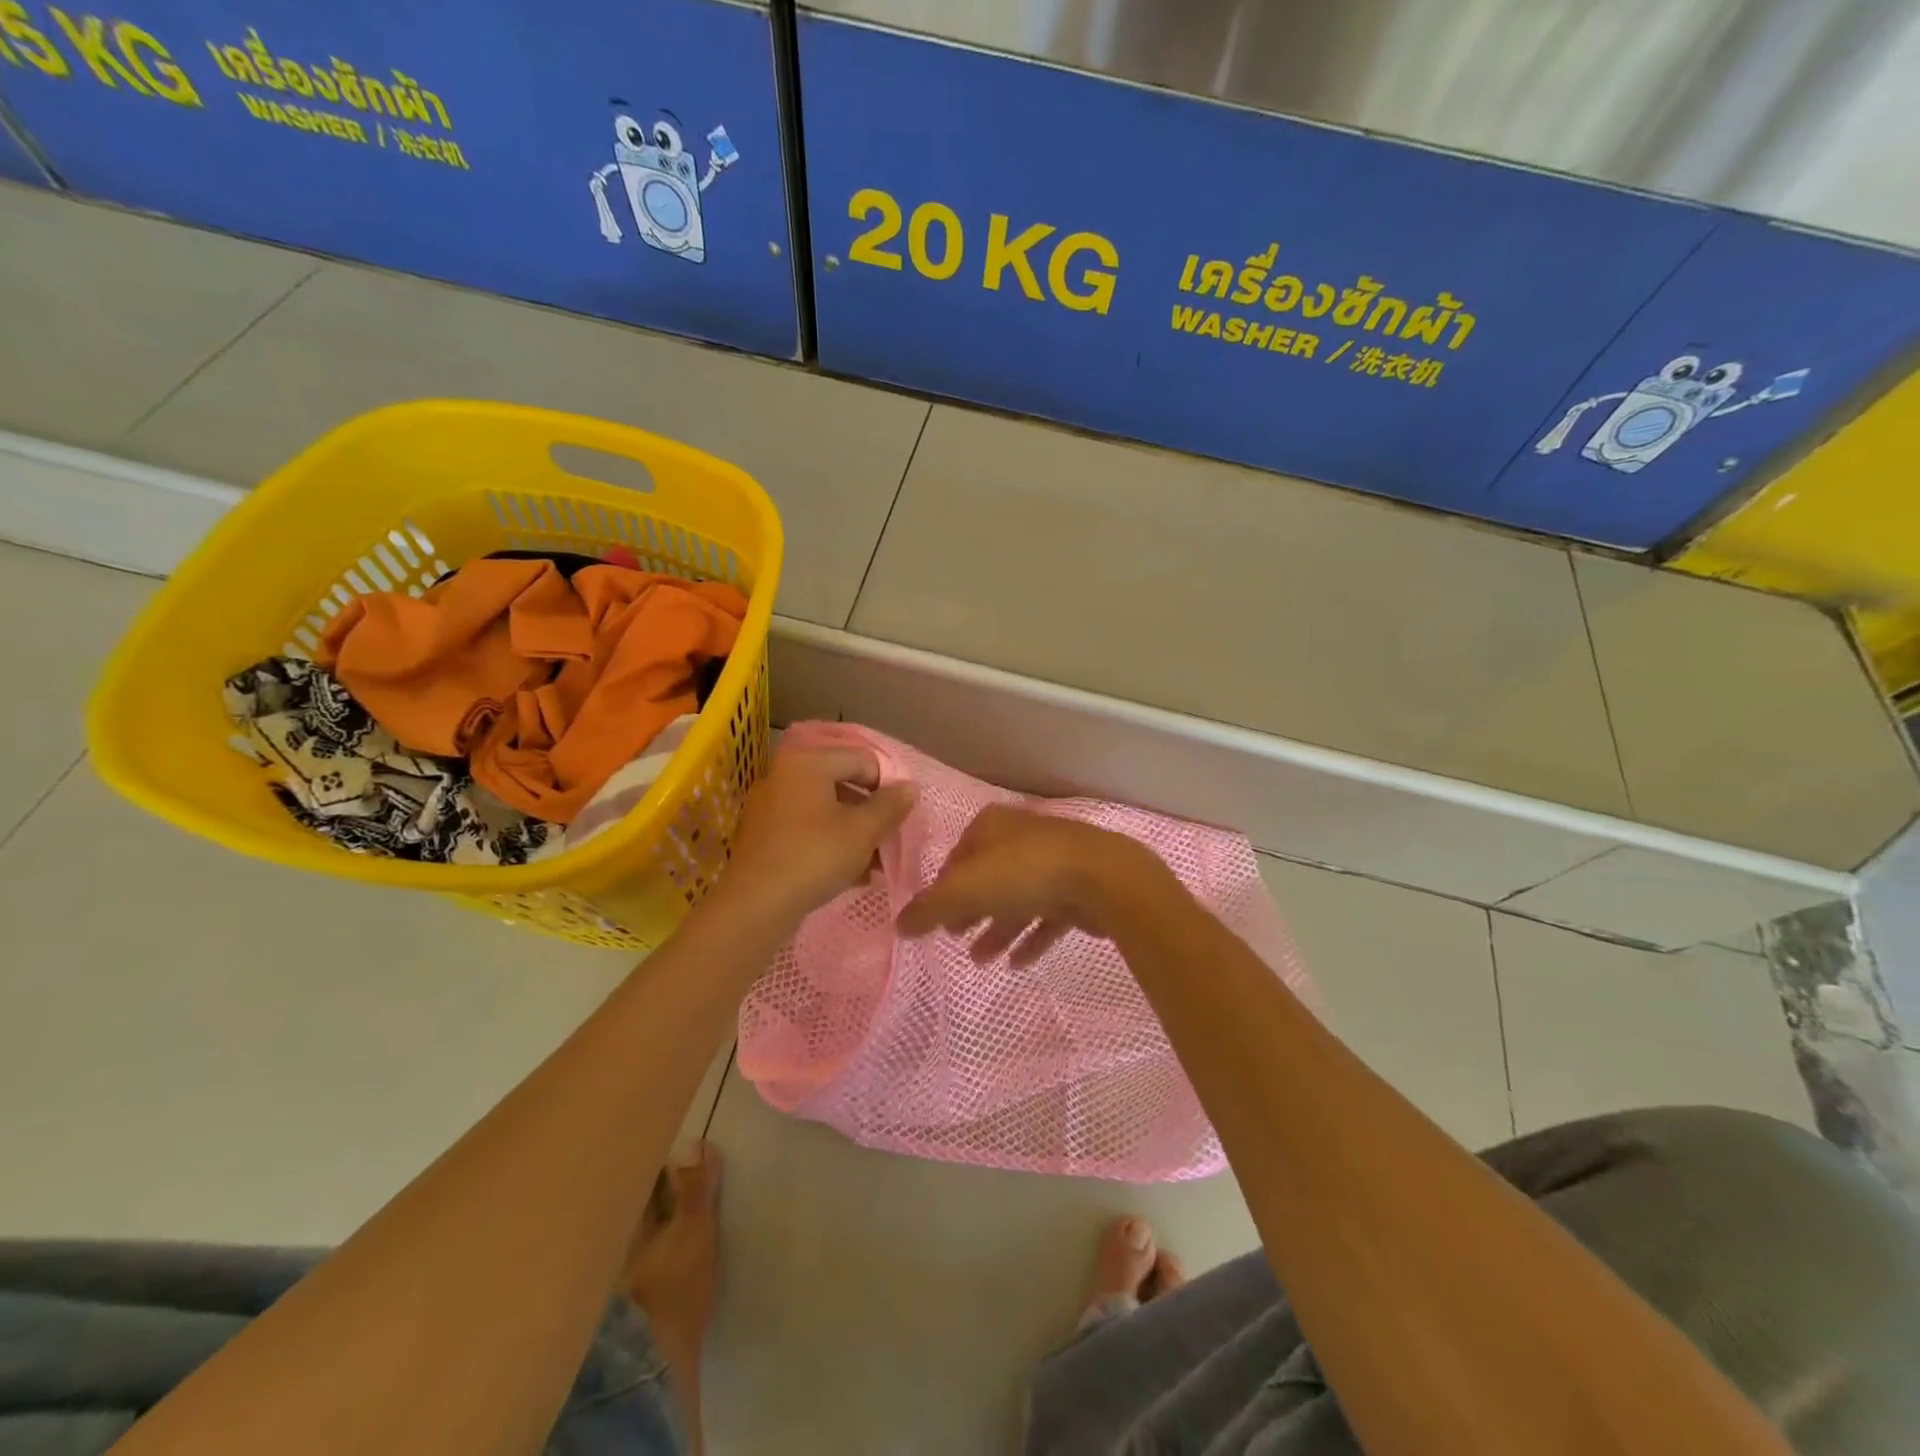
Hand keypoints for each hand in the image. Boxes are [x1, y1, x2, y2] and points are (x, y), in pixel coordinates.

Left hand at [719, 743, 915, 923]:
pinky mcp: (765, 836)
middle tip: (890, 838)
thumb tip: (910, 787)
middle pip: (842, 784)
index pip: (861, 759)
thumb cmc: (815, 856)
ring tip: (876, 863)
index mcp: (808, 762)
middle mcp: (785, 776)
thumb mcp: (863, 831)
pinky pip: (807, 830)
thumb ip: (890, 805)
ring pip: (825, 811)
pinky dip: (831, 844)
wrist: (756, 905)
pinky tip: (852, 873)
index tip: (902, 814)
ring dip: (854, 832)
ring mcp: (771, 807)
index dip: (887, 784)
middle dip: (871, 812)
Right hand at [897, 806, 1178, 964]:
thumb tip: (899, 925)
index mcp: (992, 827)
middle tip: (955, 937)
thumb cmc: (1024, 874)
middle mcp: (1021, 838)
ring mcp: (1053, 862)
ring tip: (980, 960)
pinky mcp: (1078, 888)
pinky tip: (1018, 964)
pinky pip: (1047, 916)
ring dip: (997, 929)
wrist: (1103, 879)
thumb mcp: (964, 890)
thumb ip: (929, 909)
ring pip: (1017, 899)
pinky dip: (1030, 937)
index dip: (942, 887)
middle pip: (987, 877)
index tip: (934, 917)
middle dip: (970, 909)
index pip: (957, 856)